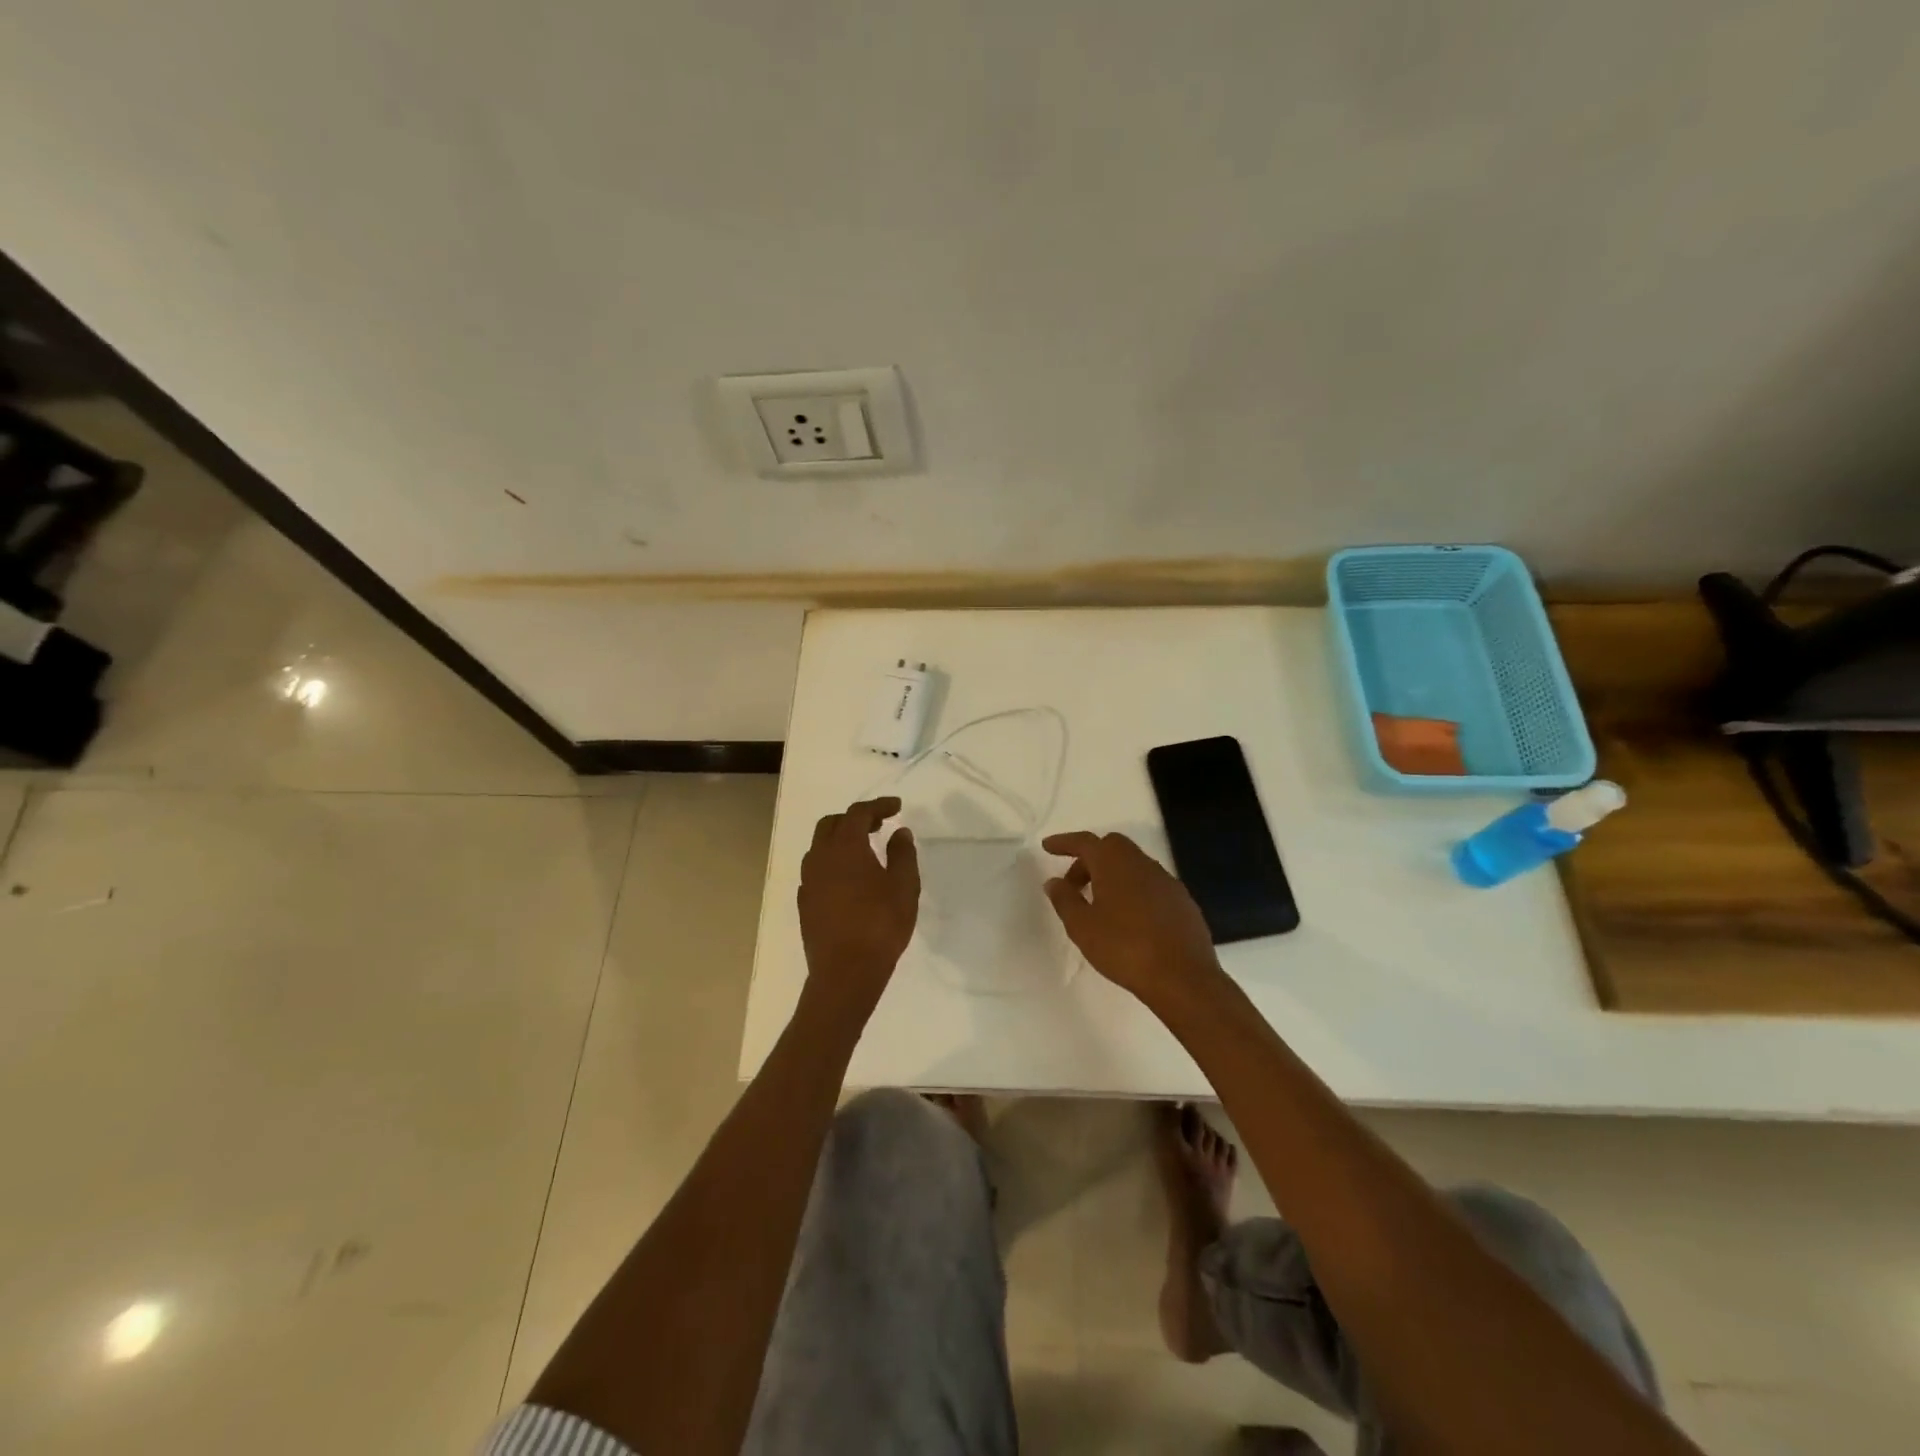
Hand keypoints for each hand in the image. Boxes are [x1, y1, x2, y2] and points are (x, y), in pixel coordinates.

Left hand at [798, 797, 920, 1013]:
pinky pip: (816, 870)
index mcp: (845, 847)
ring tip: (864, 850)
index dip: (878, 806)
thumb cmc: (880, 925)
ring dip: (840, 840)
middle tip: (878, 825)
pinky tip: (848, 878)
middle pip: (832, 824)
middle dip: (855, 818)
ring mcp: (808, 881)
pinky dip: (832, 862)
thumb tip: (899, 832)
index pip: (858, 813)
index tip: (896, 807)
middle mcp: (820, 857)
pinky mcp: (805, 903)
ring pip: (820, 847)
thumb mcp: (903, 887)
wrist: (845, 973)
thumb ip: (902, 854)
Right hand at [1041, 831, 1221, 1009]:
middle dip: (1089, 860)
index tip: (1047, 846)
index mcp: (1115, 863)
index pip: (1085, 842)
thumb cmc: (1124, 948)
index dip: (1064, 842)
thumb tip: (1054, 881)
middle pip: (1111, 848)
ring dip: (1112, 876)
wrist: (1183, 977)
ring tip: (1099, 905)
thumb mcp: (1082, 926)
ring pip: (1133, 865)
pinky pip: (1150, 885)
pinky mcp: (1182, 901)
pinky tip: (1129, 919)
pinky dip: (1133, 891)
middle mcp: (1142, 863)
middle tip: (1073, 885)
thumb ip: (1065, 899)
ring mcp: (1167, 881)